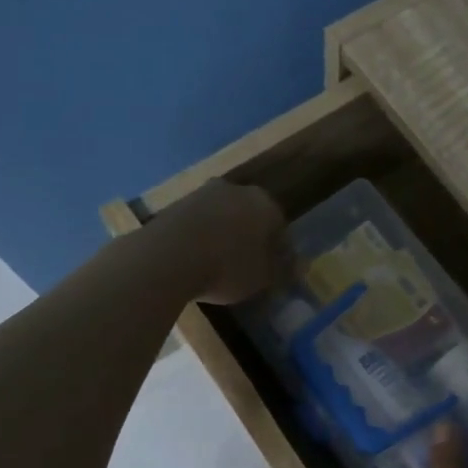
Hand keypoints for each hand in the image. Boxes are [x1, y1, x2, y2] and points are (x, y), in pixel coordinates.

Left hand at [152, 180, 289, 304]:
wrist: (166, 258)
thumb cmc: (227, 267)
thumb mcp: (263, 277)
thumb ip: (283, 269)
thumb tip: (301, 265)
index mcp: (264, 204)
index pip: (280, 226)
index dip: (279, 250)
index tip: (273, 270)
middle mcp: (236, 190)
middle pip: (250, 215)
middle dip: (251, 237)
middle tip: (247, 265)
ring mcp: (202, 194)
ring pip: (222, 216)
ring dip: (224, 235)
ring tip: (219, 264)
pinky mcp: (174, 204)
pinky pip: (197, 223)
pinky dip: (200, 237)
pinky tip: (196, 259)